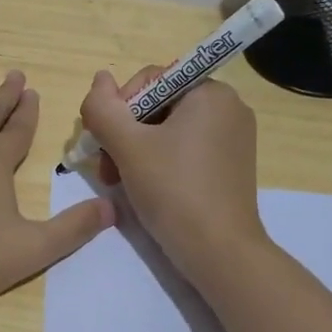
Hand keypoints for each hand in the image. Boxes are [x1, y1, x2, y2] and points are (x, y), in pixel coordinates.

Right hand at [79, 66, 267, 283]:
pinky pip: (185, 150)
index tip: (104, 140)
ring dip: (136, 151)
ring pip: (168, 131)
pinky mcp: (230, 166)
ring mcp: (233, 139)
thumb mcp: (128, 146)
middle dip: (125, 133)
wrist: (219, 252)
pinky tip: (142, 187)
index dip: (119, 106)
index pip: (151, 80)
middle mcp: (228, 108)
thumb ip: (104, 108)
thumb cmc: (173, 189)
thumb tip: (99, 79)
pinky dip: (159, 162)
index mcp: (210, 92)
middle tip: (106, 167)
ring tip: (117, 181)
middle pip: (158, 106)